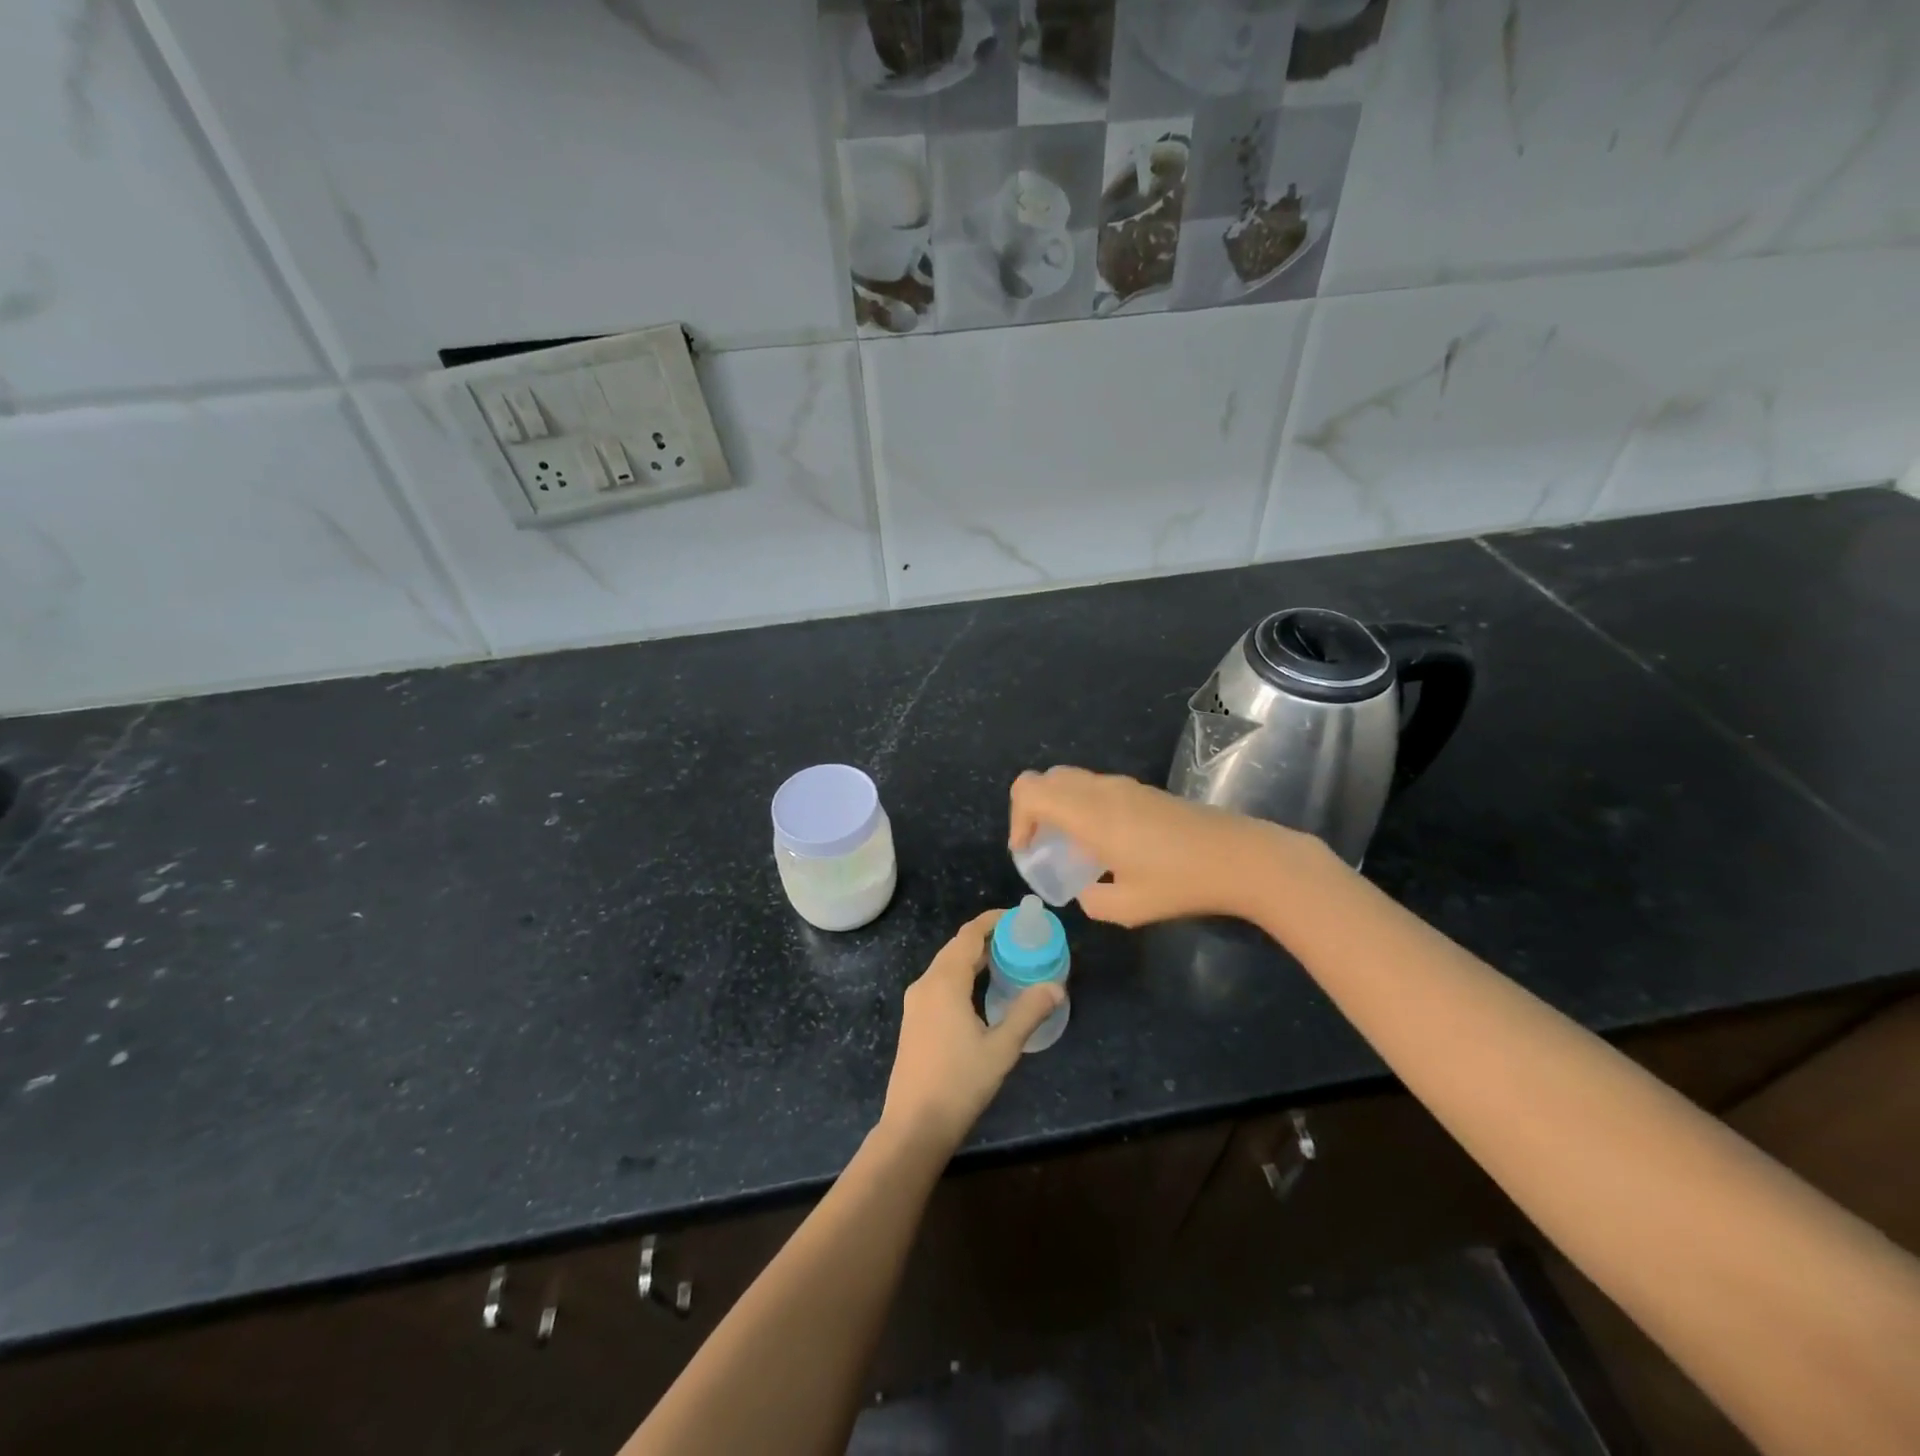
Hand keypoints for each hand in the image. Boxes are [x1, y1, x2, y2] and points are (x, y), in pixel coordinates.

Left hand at [880, 910, 1065, 1154]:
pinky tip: (982, 991)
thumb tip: (1056, 987)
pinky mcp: (914, 1020)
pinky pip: (940, 983)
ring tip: (1007, 961)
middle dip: (986, 938)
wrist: (914, 1126)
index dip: (992, 921)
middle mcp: (925, 984)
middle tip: (1020, 940)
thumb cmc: (959, 1083)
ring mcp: (916, 1003)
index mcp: (944, 982)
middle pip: (956, 948)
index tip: (1018, 918)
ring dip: (974, 958)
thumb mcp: (1001, 1048)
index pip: (968, 936)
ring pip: (946, 966)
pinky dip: (962, 975)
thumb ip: (1028, 1013)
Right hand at [1009, 766, 1313, 926]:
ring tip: (1073, 848)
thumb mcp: (1127, 907)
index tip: (1028, 852)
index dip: (1017, 819)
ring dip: (1059, 807)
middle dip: (1033, 810)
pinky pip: (1096, 788)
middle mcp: (1102, 790)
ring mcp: (1125, 786)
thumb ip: (1091, 900)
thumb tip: (1084, 890)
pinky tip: (1106, 844)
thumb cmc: (1181, 882)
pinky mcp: (1144, 791)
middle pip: (1047, 778)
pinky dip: (1083, 807)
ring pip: (1072, 780)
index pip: (1029, 790)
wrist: (1242, 858)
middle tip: (1043, 846)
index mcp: (1089, 813)